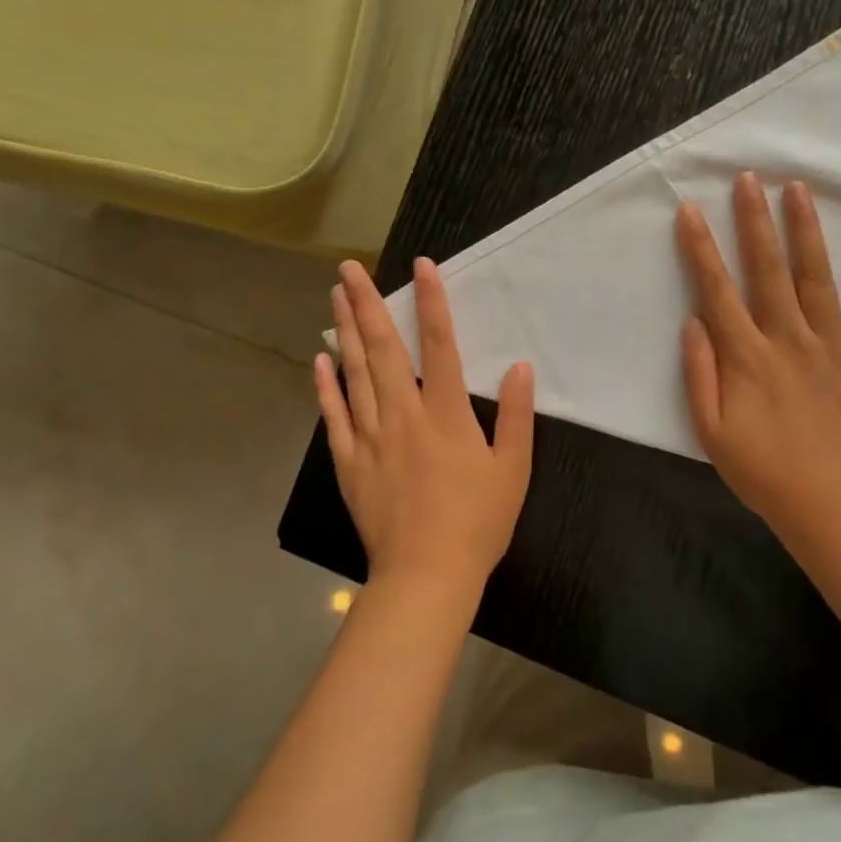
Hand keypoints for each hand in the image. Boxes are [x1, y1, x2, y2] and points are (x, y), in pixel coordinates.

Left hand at [315, 257, 534, 599]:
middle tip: (348, 268)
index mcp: (446, 413)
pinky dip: (326, 385)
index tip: (421, 265)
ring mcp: (371, 437)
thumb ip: (518, 415)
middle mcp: (404, 414)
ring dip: (344, 331)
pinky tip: (320, 359)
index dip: (431, 301)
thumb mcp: (513, 469)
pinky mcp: (350, 461)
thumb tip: (520, 366)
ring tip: (334, 296)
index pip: (439, 344)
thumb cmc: (477, 522)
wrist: (426, 576)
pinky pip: (334, 415)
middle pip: (383, 348)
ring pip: (354, 372)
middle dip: (367, 303)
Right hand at [676, 173, 840, 538]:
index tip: (690, 210)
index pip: (717, 290)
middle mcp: (788, 339)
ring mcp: (833, 347)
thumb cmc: (763, 472)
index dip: (701, 249)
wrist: (832, 507)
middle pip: (767, 270)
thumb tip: (693, 322)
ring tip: (798, 190)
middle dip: (754, 221)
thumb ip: (700, 374)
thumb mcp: (711, 432)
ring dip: (806, 232)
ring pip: (817, 278)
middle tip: (748, 178)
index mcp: (747, 357)